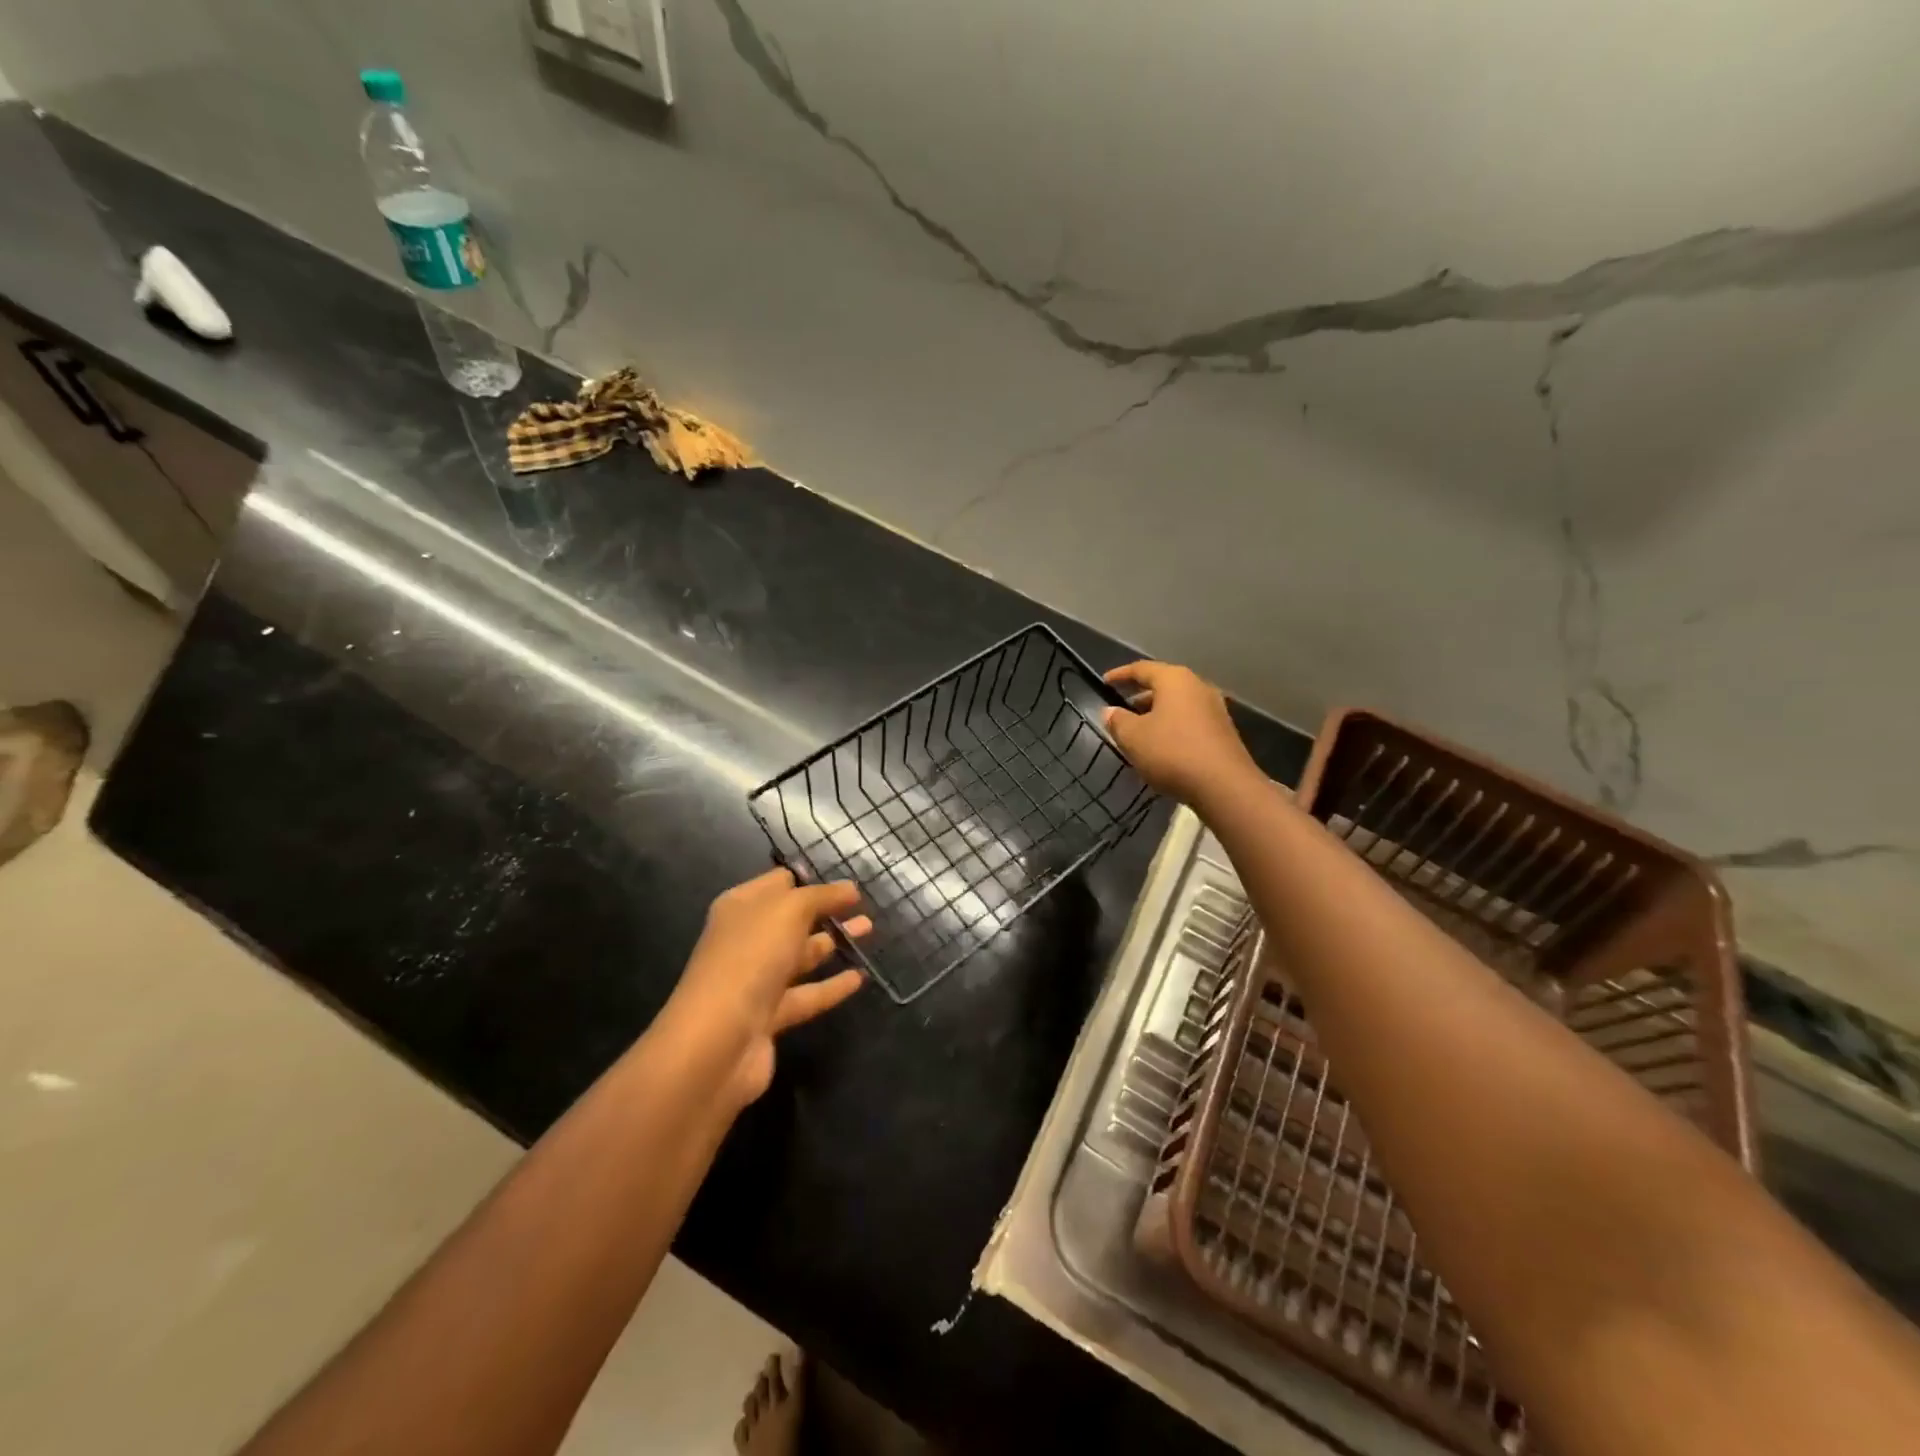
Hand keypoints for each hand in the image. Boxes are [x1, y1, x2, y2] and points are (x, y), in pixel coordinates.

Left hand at [664, 867, 871, 1109]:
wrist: (718, 1041)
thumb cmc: (751, 958)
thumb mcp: (789, 910)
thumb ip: (821, 896)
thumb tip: (848, 889)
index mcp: (741, 907)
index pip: (778, 883)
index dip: (810, 878)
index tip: (844, 879)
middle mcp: (746, 940)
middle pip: (791, 919)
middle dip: (827, 910)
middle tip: (864, 905)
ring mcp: (756, 981)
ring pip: (801, 956)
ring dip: (833, 943)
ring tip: (870, 931)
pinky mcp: (769, 1017)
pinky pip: (806, 995)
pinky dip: (832, 985)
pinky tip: (860, 977)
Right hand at [1103, 660, 1261, 806]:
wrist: (1224, 786)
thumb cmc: (1172, 752)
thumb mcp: (1133, 737)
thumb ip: (1118, 721)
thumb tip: (1110, 711)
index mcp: (1175, 680)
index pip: (1141, 668)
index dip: (1120, 674)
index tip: (1103, 682)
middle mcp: (1198, 686)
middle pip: (1163, 684)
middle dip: (1139, 696)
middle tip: (1120, 709)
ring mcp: (1214, 709)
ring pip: (1177, 704)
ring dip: (1155, 713)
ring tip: (1137, 730)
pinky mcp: (1222, 731)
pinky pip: (1189, 720)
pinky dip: (1171, 726)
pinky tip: (1160, 746)